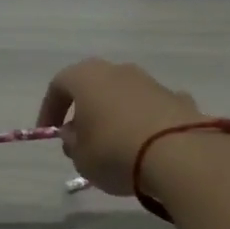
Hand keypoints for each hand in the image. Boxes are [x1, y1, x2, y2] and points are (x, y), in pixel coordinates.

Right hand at [36, 58, 212, 196]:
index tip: (50, 133)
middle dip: (86, 110)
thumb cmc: (115, 152)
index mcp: (88, 77)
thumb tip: (75, 135)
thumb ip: (73, 143)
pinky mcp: (178, 99)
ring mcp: (152, 82)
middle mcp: (119, 71)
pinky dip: (147, 123)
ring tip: (117, 146)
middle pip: (95, 86)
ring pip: (125, 96)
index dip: (50, 109)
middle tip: (82, 138)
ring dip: (117, 116)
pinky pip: (153, 109)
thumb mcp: (81, 157)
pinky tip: (150, 147)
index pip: (59, 85)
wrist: (180, 155)